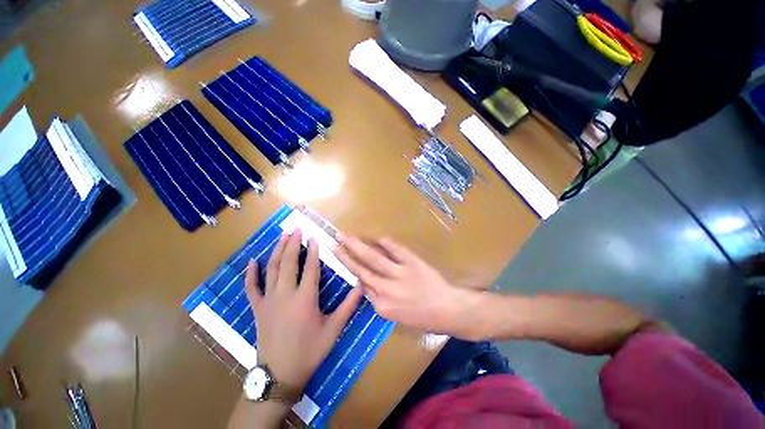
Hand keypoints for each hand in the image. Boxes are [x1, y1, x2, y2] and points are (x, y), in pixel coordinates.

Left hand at [244, 230, 362, 389]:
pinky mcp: (258, 309)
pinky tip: (252, 261)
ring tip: (282, 236)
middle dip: (292, 244)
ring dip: (276, 250)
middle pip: (288, 263)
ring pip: (271, 269)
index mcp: (305, 298)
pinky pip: (251, 287)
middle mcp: (285, 294)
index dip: (313, 251)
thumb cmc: (309, 351)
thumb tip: (361, 287)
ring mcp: (268, 300)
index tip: (313, 237)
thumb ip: (348, 306)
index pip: (310, 268)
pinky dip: (251, 273)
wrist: (280, 375)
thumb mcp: (333, 330)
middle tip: (295, 228)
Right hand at [333, 235, 470, 334]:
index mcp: (382, 306)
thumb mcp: (397, 317)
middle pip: (361, 269)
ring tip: (345, 236)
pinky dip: (385, 242)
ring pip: (373, 258)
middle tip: (334, 243)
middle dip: (345, 256)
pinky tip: (375, 236)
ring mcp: (400, 274)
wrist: (449, 310)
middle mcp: (387, 289)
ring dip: (357, 246)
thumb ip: (380, 301)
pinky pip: (396, 249)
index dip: (352, 269)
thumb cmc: (423, 318)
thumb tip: (366, 283)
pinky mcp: (412, 262)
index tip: (343, 257)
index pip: (362, 284)